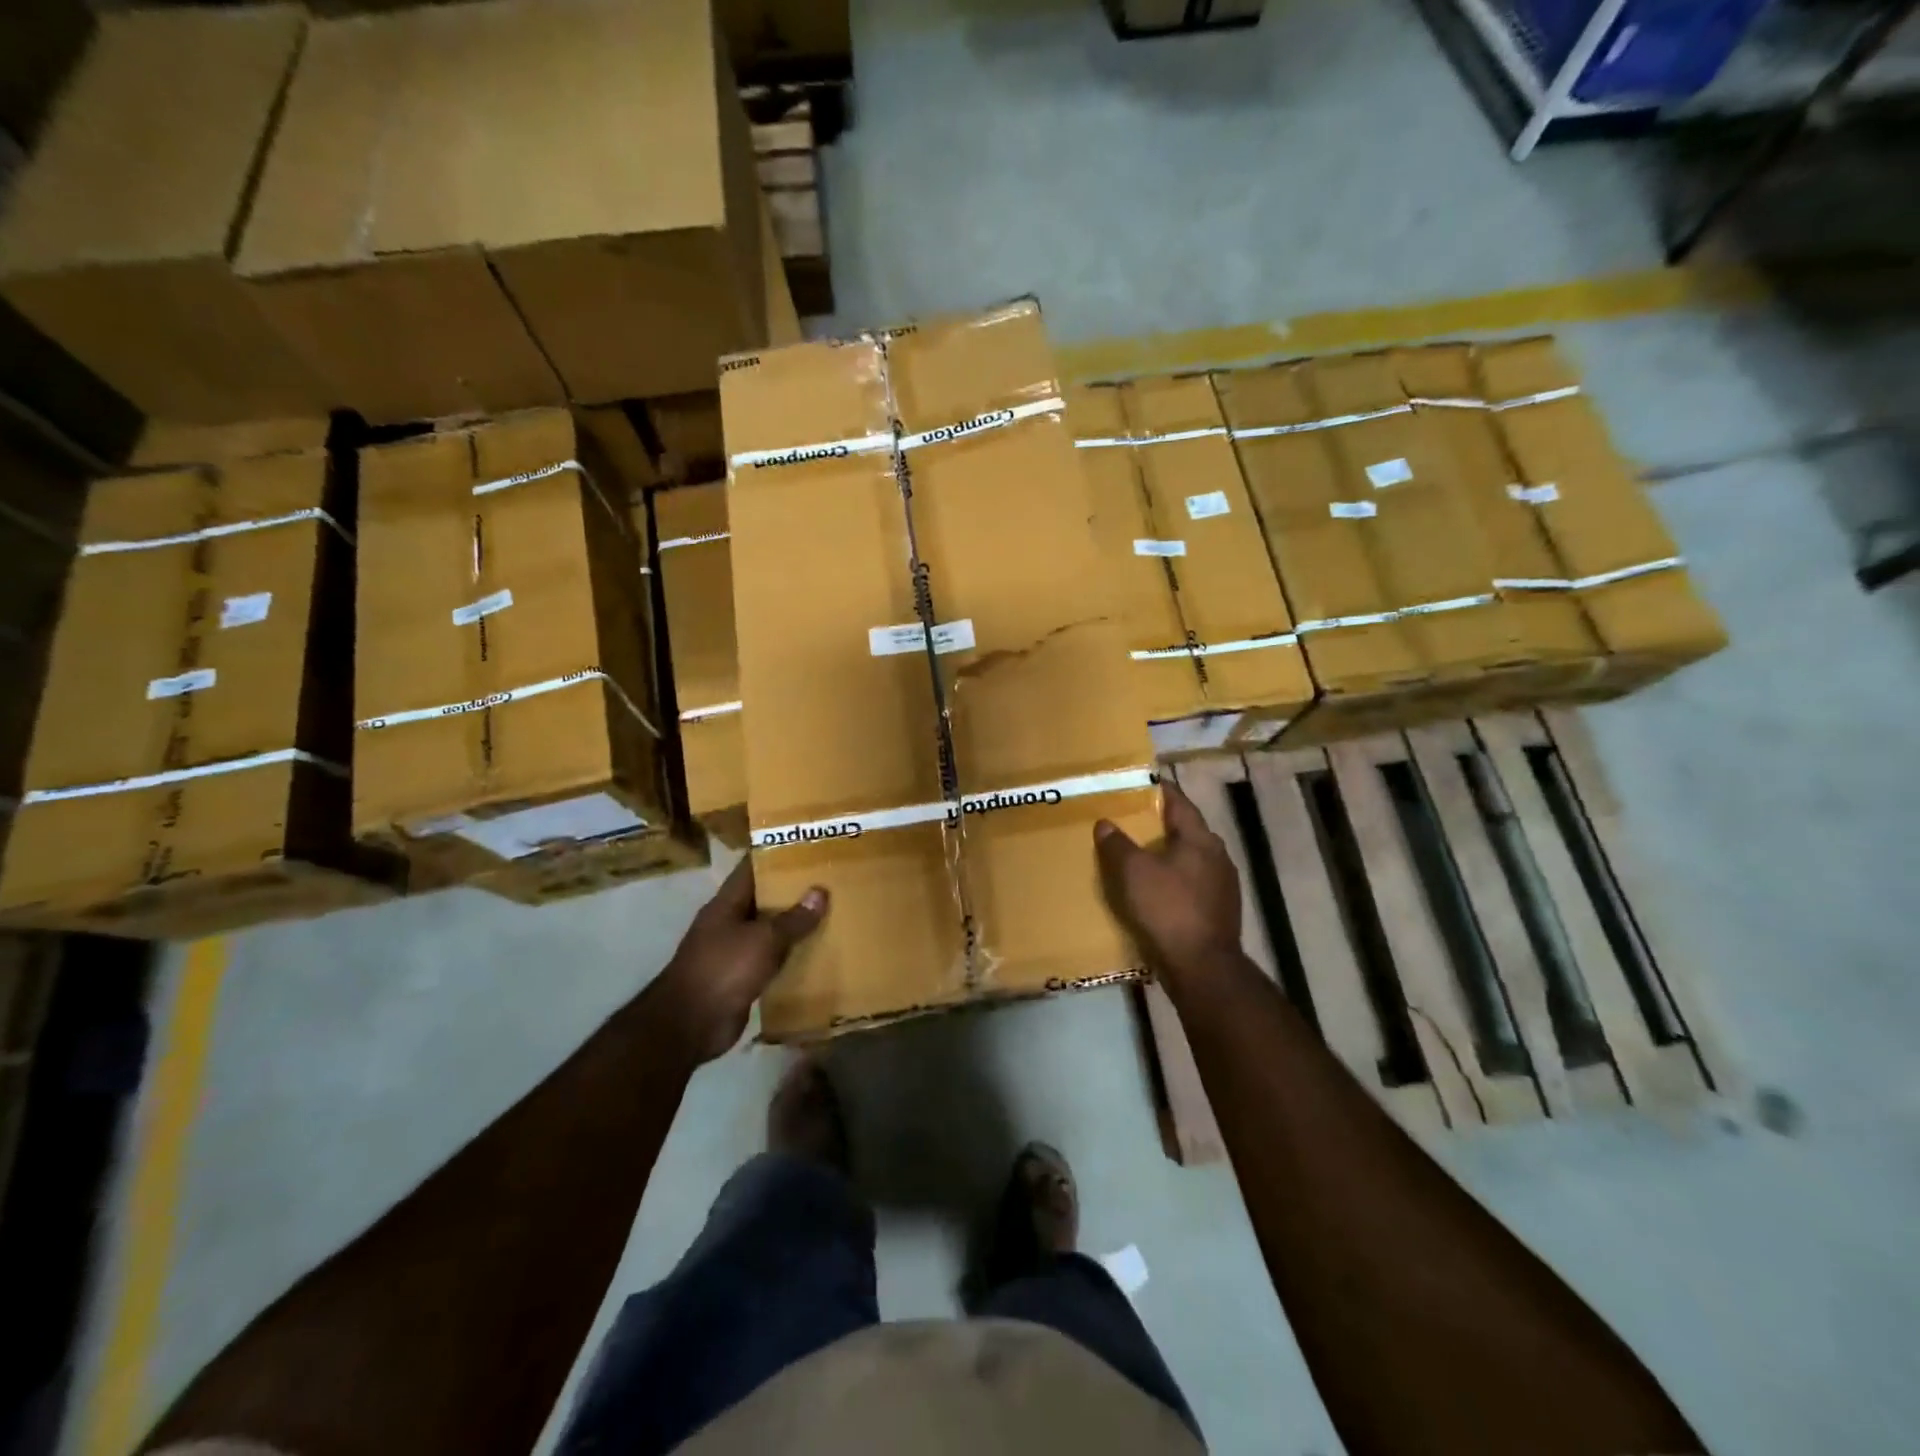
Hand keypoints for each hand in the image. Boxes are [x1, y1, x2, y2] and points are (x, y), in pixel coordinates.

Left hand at [653, 857, 827, 1062]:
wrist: (689, 1024)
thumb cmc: (723, 969)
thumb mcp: (764, 939)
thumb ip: (793, 919)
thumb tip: (820, 891)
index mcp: (727, 903)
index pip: (752, 868)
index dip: (777, 855)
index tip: (807, 847)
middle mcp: (729, 923)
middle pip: (764, 899)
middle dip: (793, 891)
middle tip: (830, 880)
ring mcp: (733, 952)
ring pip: (769, 931)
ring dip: (794, 926)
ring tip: (831, 913)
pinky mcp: (741, 979)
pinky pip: (770, 961)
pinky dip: (790, 957)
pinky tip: (817, 953)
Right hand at [1095, 783, 1240, 981]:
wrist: (1203, 967)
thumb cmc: (1168, 909)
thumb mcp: (1133, 872)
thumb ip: (1118, 844)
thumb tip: (1105, 823)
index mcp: (1201, 839)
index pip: (1180, 802)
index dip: (1160, 790)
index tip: (1141, 782)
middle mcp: (1218, 857)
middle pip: (1188, 831)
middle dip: (1162, 824)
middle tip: (1134, 819)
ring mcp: (1223, 886)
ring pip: (1191, 859)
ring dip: (1169, 854)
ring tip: (1141, 855)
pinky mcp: (1219, 912)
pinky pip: (1192, 884)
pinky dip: (1174, 880)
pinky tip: (1157, 890)